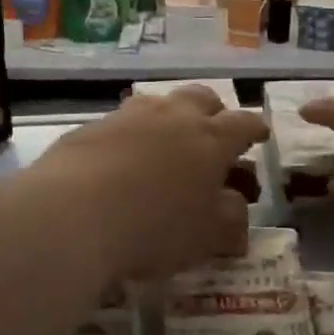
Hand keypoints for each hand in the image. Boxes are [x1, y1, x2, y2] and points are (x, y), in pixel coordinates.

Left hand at [37, 86, 266, 278]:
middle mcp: (171, 117)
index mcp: (210, 139)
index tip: (260, 134)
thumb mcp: (207, 236)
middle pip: (201, 98)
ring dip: (168, 118)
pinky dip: (128, 137)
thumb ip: (230, 219)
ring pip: (157, 104)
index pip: (243, 123)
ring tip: (165, 143)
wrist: (73, 215)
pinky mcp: (88, 129)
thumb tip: (235, 207)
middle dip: (213, 111)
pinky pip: (118, 125)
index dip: (255, 128)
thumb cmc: (155, 228)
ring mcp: (126, 118)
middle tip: (213, 131)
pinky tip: (119, 162)